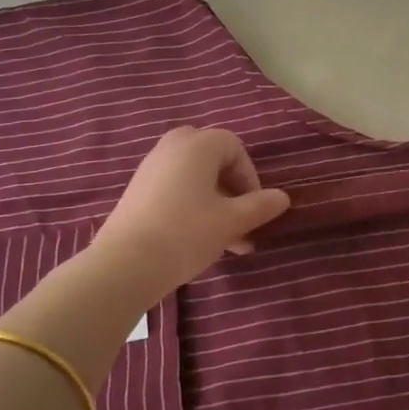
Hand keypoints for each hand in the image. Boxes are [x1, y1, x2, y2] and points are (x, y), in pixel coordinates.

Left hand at [90, 127, 289, 302]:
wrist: (125, 264)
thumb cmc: (186, 233)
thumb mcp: (231, 221)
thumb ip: (260, 206)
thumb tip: (283, 197)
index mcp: (197, 145)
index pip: (234, 147)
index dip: (250, 177)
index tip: (254, 208)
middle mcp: (171, 148)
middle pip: (212, 159)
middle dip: (231, 188)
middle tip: (240, 218)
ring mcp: (150, 169)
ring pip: (193, 178)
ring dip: (215, 203)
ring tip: (228, 242)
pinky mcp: (137, 192)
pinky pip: (174, 189)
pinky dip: (192, 206)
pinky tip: (199, 240)